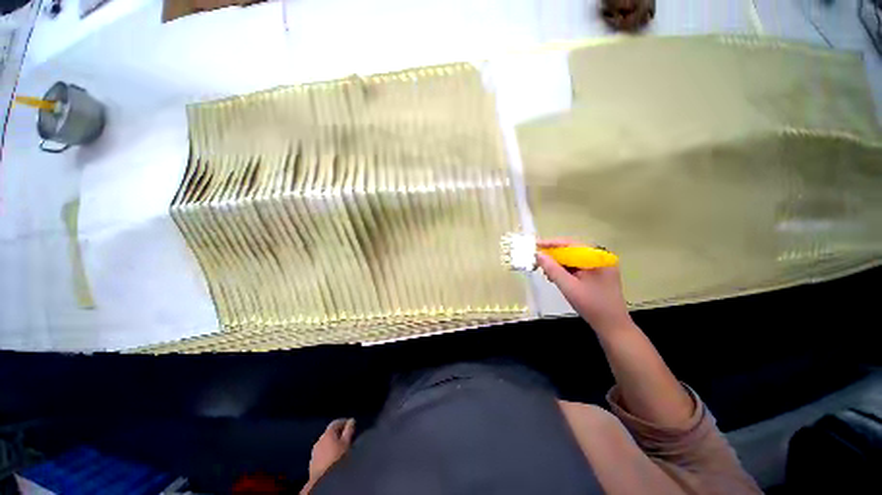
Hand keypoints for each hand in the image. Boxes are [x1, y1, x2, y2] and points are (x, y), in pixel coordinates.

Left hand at [308, 418, 354, 480]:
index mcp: (327, 434)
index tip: (351, 424)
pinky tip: (333, 458)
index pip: (336, 423)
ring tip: (341, 449)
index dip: (344, 422)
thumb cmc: (337, 458)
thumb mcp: (346, 443)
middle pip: (330, 433)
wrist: (323, 480)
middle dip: (338, 434)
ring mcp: (314, 452)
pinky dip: (328, 452)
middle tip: (347, 437)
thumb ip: (349, 430)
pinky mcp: (312, 463)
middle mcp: (319, 440)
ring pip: (325, 444)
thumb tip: (351, 421)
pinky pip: (322, 453)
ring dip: (332, 444)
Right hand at [536, 239, 632, 332]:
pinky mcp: (598, 274)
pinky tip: (557, 278)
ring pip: (573, 259)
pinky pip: (578, 267)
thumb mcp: (568, 286)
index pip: (570, 244)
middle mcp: (600, 258)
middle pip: (572, 251)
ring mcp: (600, 266)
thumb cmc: (592, 305)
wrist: (613, 326)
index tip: (535, 245)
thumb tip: (538, 254)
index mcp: (597, 257)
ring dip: (558, 265)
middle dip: (554, 257)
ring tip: (547, 274)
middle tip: (538, 262)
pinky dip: (566, 271)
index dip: (551, 244)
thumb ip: (552, 269)